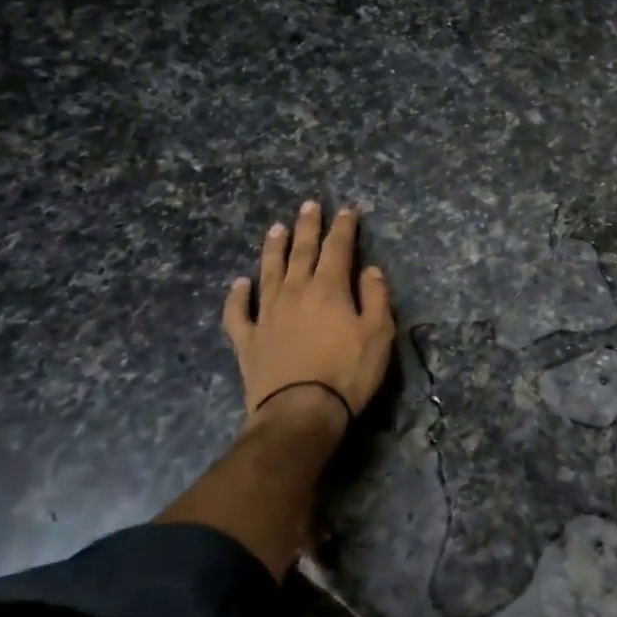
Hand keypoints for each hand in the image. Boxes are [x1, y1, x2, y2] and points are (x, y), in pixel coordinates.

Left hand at [221, 201, 395, 442]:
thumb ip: (376, 297)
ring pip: (269, 272)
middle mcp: (296, 292)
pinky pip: (239, 312)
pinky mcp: (248, 340)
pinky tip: (239, 283)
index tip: (347, 210)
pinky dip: (237, 296)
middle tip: (309, 205)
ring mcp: (267, 315)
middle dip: (307, 227)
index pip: (338, 249)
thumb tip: (370, 269)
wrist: (300, 412)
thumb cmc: (347, 372)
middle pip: (302, 252)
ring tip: (276, 228)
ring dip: (274, 249)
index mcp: (329, 289)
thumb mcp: (379, 334)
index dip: (343, 228)